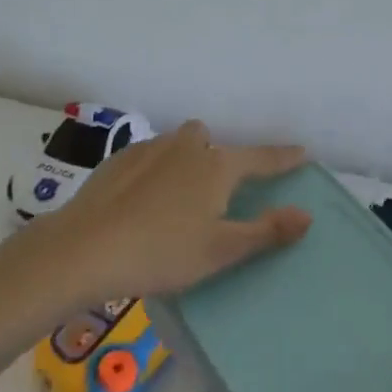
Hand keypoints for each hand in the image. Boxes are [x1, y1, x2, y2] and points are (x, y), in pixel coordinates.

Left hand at [37, 120, 310, 303]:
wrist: (84, 249)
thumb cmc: (162, 252)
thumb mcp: (221, 250)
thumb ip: (266, 231)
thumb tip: (307, 214)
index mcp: (217, 166)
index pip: (261, 158)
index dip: (283, 158)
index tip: (301, 152)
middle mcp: (187, 147)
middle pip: (210, 139)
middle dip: (218, 156)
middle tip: (216, 190)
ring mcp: (149, 149)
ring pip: (177, 144)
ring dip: (184, 159)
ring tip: (177, 196)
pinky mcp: (118, 160)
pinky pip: (149, 156)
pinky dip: (154, 169)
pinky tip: (142, 199)